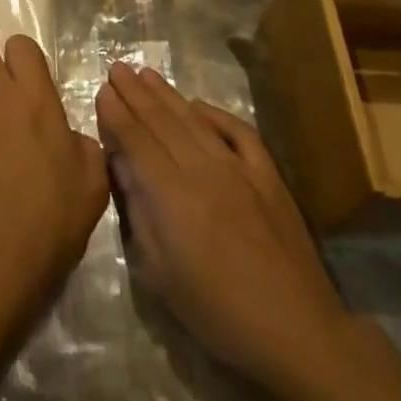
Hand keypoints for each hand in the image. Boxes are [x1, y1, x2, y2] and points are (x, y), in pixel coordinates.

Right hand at [95, 63, 347, 388]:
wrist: (297, 332)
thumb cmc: (218, 312)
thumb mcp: (160, 274)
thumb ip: (139, 213)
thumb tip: (122, 168)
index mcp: (172, 195)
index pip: (137, 141)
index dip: (117, 114)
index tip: (102, 91)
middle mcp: (203, 170)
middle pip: (162, 122)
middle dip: (135, 93)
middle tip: (117, 68)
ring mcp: (239, 169)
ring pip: (195, 121)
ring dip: (168, 95)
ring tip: (146, 74)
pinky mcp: (268, 177)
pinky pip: (239, 133)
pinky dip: (217, 114)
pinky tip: (200, 105)